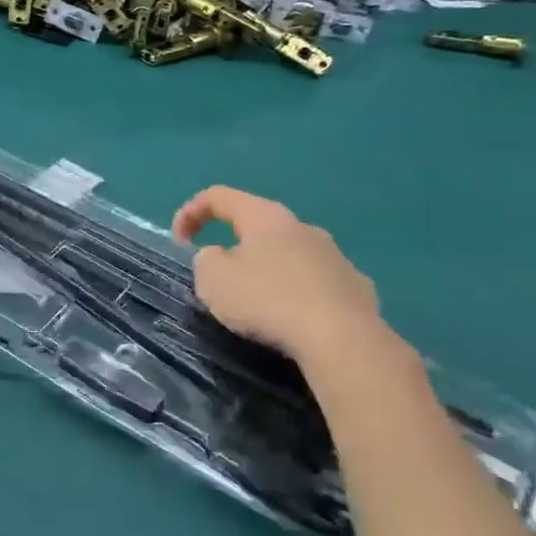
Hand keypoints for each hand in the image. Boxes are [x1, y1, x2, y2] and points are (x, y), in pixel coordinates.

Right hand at [171, 187, 382, 363]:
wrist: (341, 338)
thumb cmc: (267, 300)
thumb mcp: (213, 279)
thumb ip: (207, 260)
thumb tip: (220, 257)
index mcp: (265, 217)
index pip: (219, 197)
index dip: (191, 212)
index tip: (179, 242)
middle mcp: (303, 227)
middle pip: (257, 227)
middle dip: (233, 247)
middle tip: (219, 279)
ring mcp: (335, 256)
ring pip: (289, 256)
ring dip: (267, 272)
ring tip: (256, 305)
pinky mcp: (356, 287)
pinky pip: (315, 284)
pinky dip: (297, 295)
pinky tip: (293, 321)